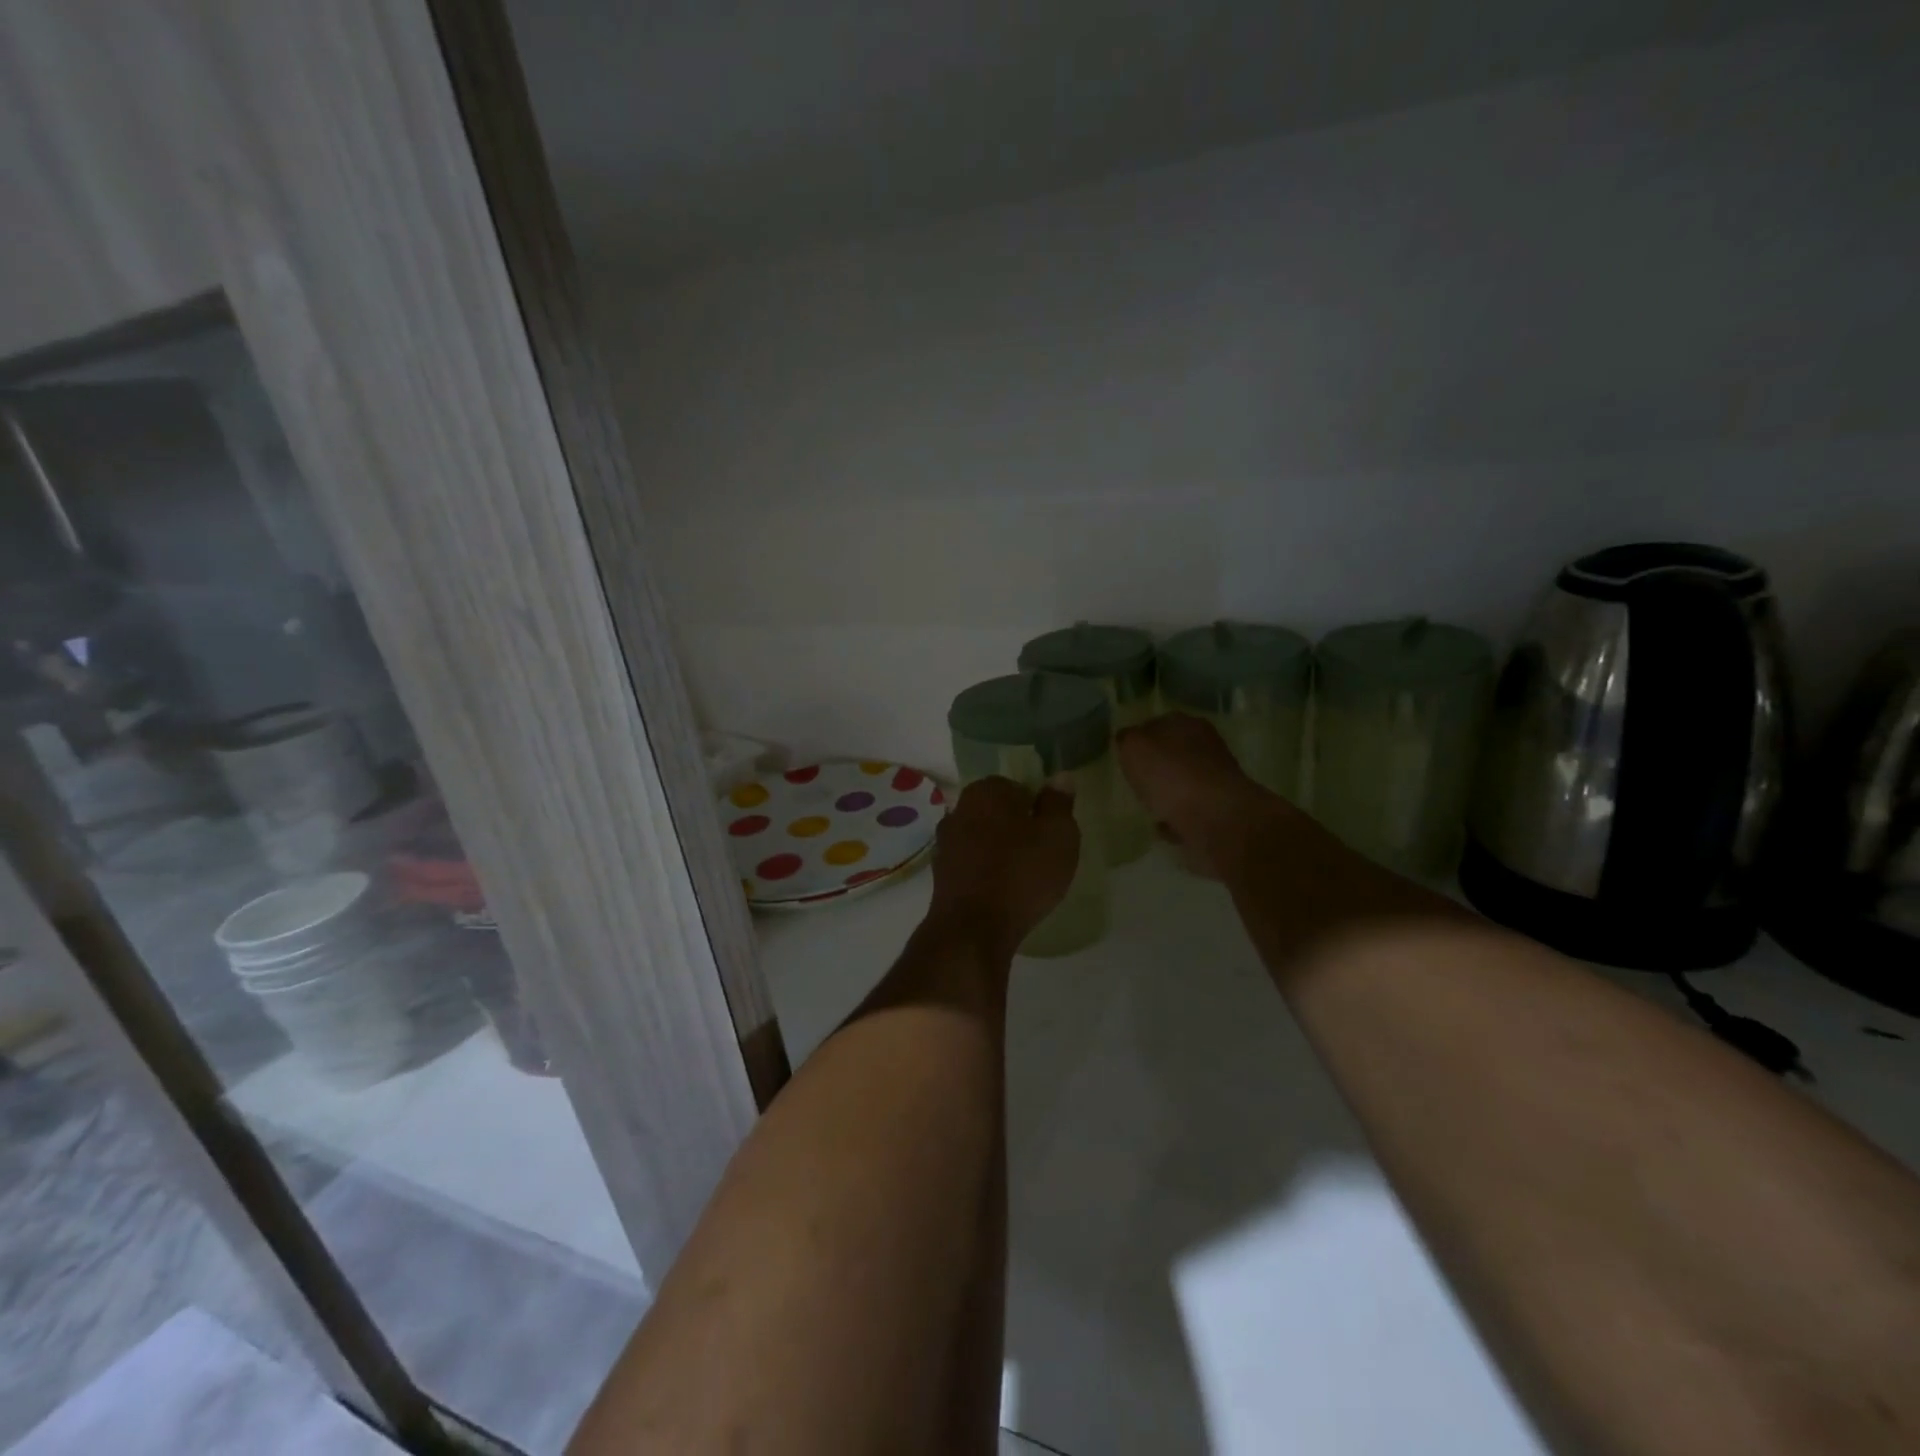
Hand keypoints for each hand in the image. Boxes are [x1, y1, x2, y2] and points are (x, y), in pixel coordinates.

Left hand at [928, 777, 1079, 959]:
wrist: (972, 928)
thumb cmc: (1022, 874)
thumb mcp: (1058, 835)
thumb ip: (1059, 803)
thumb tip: (1060, 777)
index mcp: (987, 790)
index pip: (1018, 787)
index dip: (1038, 809)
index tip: (1050, 834)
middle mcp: (959, 808)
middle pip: (998, 812)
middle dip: (1017, 829)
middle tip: (1040, 856)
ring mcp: (945, 841)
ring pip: (982, 837)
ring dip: (999, 851)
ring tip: (1023, 878)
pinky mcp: (940, 873)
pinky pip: (971, 863)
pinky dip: (985, 872)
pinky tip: (1001, 892)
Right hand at [1116, 714, 1294, 879]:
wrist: (1214, 819)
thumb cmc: (1171, 775)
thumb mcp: (1134, 747)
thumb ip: (1127, 740)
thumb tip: (1127, 739)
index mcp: (1186, 724)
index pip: (1157, 723)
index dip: (1139, 738)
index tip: (1124, 755)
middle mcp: (1205, 747)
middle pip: (1172, 754)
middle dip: (1155, 767)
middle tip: (1135, 781)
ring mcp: (1215, 781)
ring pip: (1182, 783)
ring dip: (1167, 794)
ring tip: (1147, 807)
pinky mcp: (1218, 811)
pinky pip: (1189, 813)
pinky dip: (1177, 819)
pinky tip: (1163, 827)